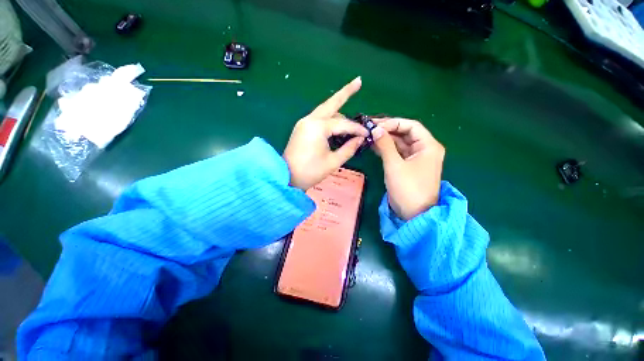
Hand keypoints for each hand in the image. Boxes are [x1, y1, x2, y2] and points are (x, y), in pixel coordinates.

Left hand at [283, 77, 368, 189]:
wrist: (286, 177)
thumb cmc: (310, 172)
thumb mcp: (333, 162)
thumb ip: (349, 148)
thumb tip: (361, 139)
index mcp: (318, 127)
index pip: (343, 124)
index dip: (357, 129)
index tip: (368, 134)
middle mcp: (310, 120)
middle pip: (331, 103)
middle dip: (345, 92)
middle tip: (358, 81)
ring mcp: (304, 123)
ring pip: (325, 111)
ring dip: (339, 111)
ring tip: (352, 117)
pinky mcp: (302, 128)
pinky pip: (319, 119)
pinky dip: (330, 119)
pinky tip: (339, 124)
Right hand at [371, 118, 444, 219]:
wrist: (414, 213)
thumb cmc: (408, 188)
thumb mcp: (395, 165)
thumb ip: (385, 145)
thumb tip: (376, 130)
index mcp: (428, 146)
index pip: (410, 126)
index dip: (393, 123)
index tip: (375, 125)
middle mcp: (424, 149)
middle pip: (405, 133)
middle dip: (387, 130)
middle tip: (369, 129)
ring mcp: (416, 158)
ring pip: (400, 143)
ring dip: (385, 140)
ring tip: (368, 137)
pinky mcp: (408, 166)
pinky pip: (397, 153)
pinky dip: (386, 149)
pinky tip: (373, 146)